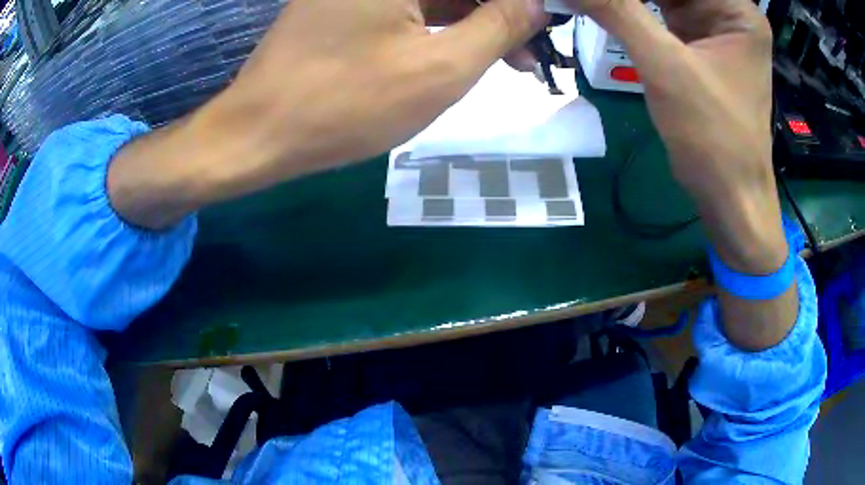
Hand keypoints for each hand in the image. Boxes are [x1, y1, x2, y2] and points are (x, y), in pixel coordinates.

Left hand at [217, 0, 544, 181]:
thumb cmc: (345, 104)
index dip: (521, 3)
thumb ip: (499, 25)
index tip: (547, 23)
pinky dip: (443, 23)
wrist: (259, 132)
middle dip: (500, 11)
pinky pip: (410, 3)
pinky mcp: (347, 2)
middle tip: (534, 49)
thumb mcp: (440, 68)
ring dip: (476, 19)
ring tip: (514, 58)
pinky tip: (467, 48)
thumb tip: (536, 1)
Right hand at [567, 0, 795, 349]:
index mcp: (737, 11)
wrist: (730, 197)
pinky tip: (606, 11)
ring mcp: (714, 28)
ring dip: (627, 1)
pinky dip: (632, 10)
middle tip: (592, 1)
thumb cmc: (713, 138)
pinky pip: (661, 13)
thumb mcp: (665, 67)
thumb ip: (616, 11)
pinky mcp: (699, 45)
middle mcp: (729, 12)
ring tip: (596, 6)